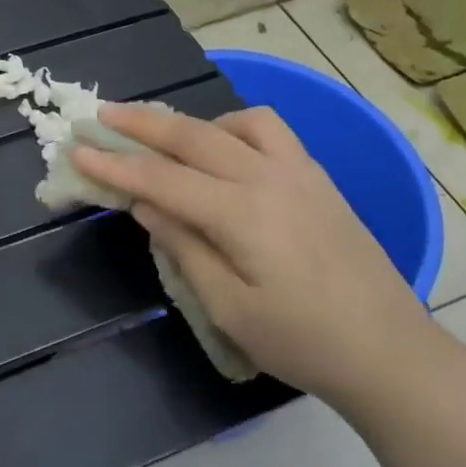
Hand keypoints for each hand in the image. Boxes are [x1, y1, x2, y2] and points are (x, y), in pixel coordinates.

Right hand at [72, 104, 433, 401]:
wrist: (388, 351)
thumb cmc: (302, 342)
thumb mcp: (228, 307)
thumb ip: (184, 246)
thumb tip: (147, 204)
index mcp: (242, 214)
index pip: (162, 179)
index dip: (115, 165)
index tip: (77, 149)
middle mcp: (269, 177)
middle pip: (194, 136)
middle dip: (142, 123)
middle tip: (102, 115)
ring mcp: (300, 172)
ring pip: (238, 122)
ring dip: (195, 123)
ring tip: (170, 140)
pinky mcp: (319, 179)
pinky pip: (272, 132)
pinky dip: (236, 130)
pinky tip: (227, 153)